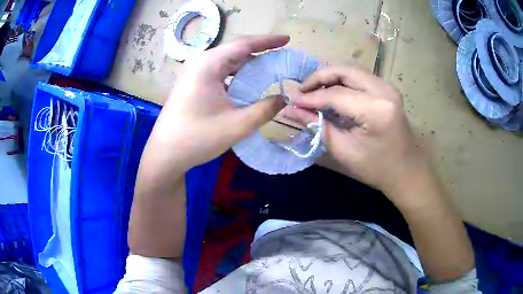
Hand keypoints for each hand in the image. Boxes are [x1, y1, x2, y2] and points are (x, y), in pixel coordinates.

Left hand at [148, 35, 288, 171]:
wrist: (165, 155)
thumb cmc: (198, 138)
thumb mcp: (237, 125)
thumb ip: (265, 109)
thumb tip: (283, 99)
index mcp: (208, 64)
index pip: (244, 44)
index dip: (268, 41)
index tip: (287, 39)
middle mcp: (199, 62)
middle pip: (235, 52)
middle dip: (260, 55)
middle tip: (282, 61)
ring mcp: (193, 73)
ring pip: (227, 63)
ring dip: (247, 68)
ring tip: (269, 74)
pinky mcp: (191, 84)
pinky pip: (218, 73)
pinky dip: (235, 77)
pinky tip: (246, 87)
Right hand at [283, 66, 429, 200]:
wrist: (406, 171)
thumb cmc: (376, 168)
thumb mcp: (344, 150)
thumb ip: (317, 125)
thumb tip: (292, 110)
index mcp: (376, 109)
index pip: (336, 94)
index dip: (311, 97)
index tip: (292, 101)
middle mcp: (384, 90)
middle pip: (344, 71)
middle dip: (319, 77)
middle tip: (302, 91)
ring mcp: (388, 87)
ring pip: (352, 70)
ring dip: (330, 76)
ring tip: (314, 91)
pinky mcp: (387, 89)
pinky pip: (359, 76)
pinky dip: (342, 80)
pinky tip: (332, 92)